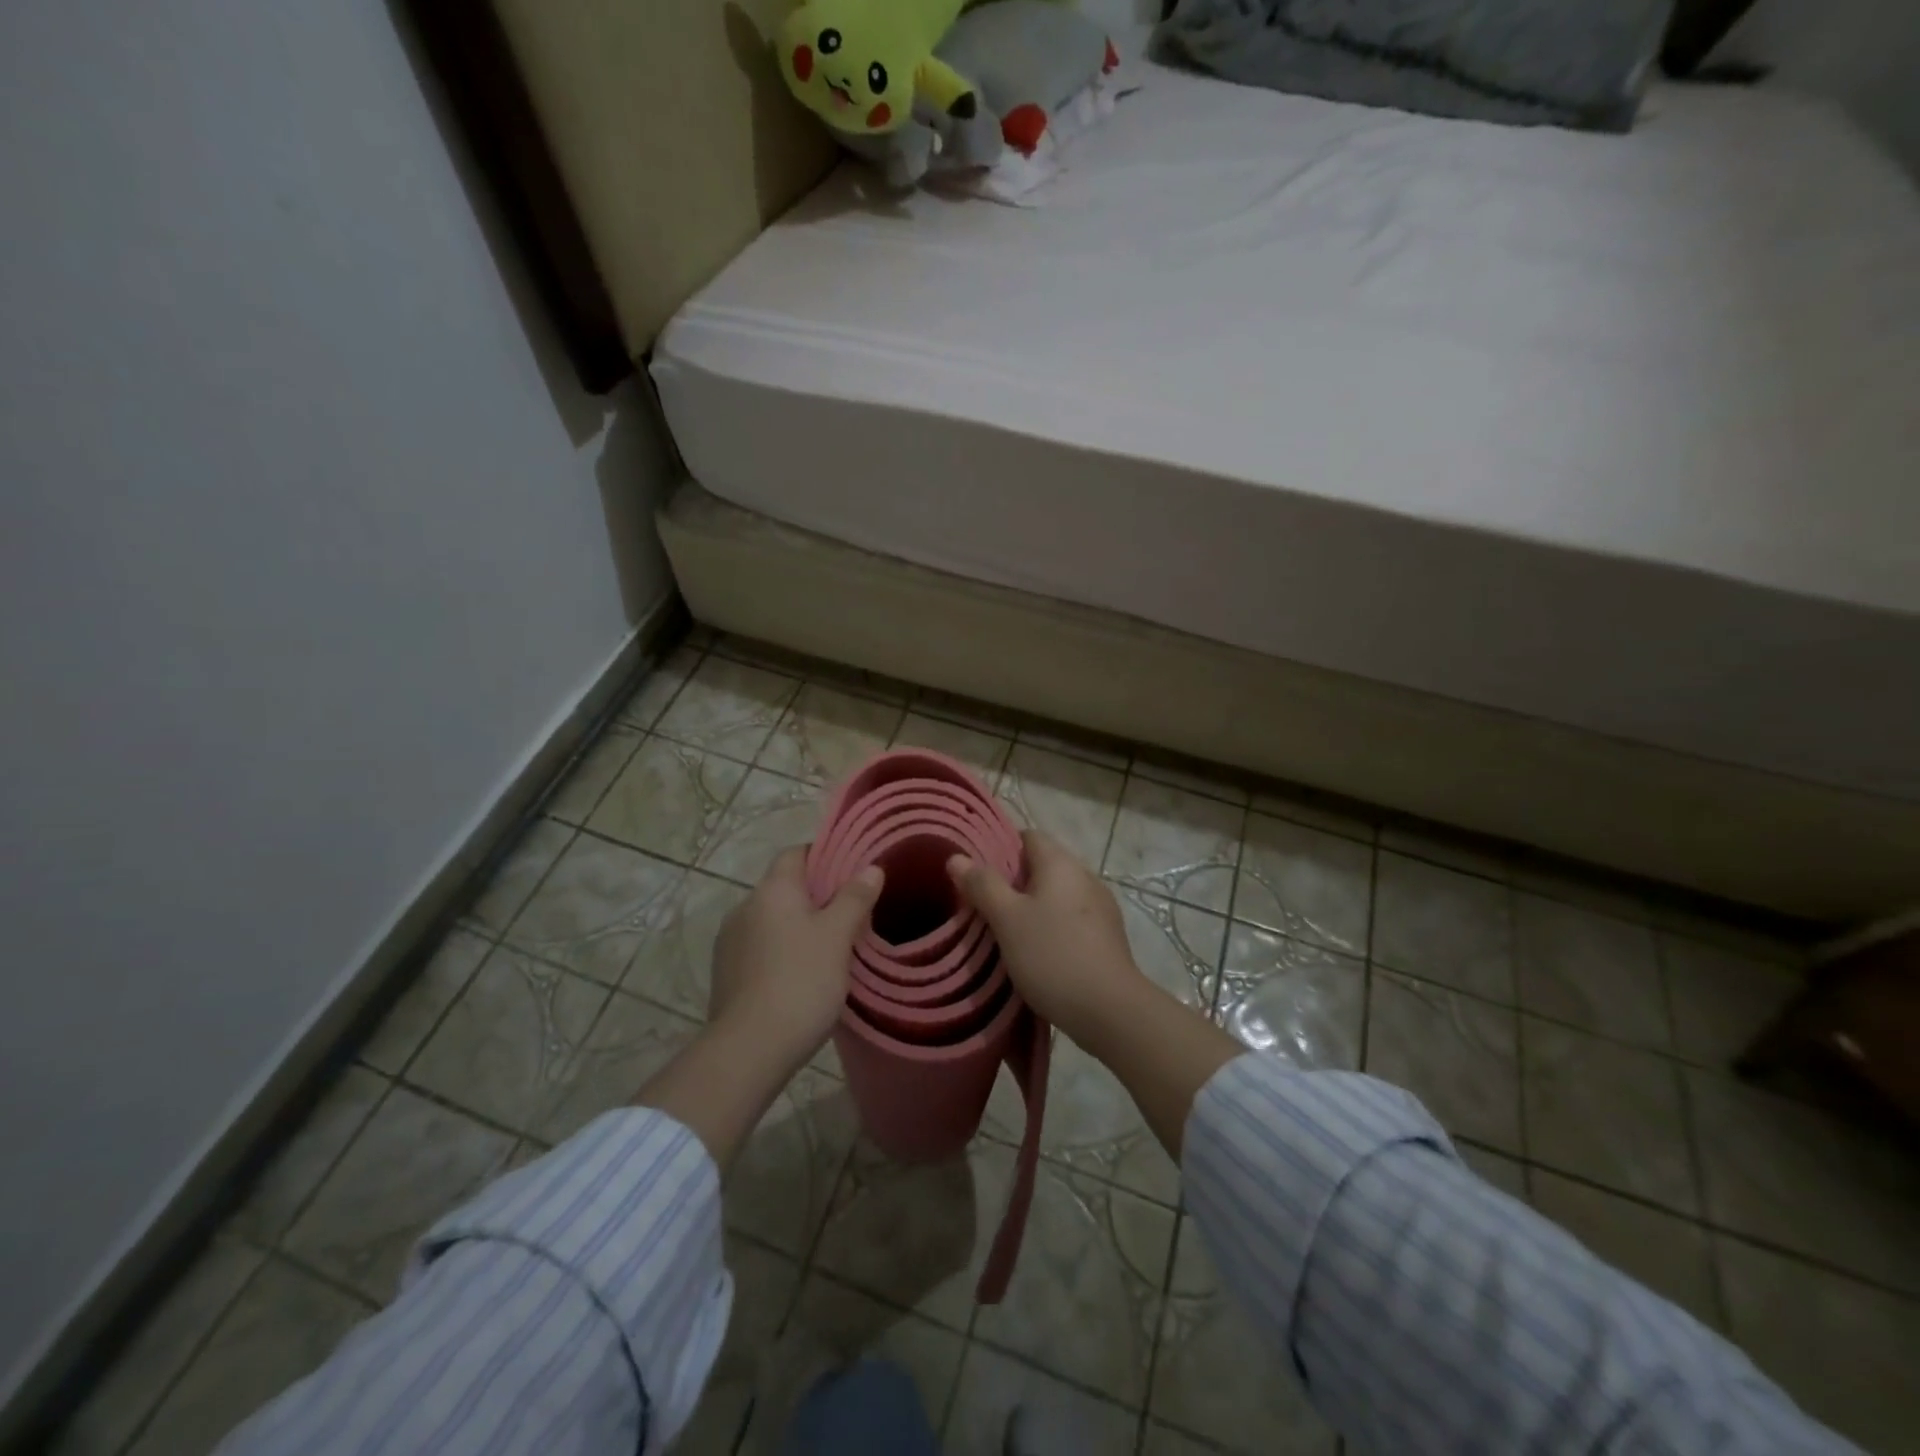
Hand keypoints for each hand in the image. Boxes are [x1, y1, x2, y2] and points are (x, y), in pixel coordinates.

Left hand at [710, 846, 883, 1065]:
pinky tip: (805, 975)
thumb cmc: (800, 982)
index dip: (825, 856)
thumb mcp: (838, 937)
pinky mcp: (726, 973)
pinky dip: (784, 951)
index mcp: (772, 890)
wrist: (749, 1049)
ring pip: (773, 920)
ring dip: (800, 926)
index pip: (796, 853)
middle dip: (817, 896)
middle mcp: (745, 906)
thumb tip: (870, 869)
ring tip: (833, 947)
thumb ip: (854, 899)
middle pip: (785, 887)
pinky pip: (762, 948)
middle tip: (853, 913)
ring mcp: (730, 941)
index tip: (853, 872)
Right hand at [946, 830, 1141, 1041]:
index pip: (1028, 836)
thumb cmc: (1053, 955)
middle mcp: (1085, 876)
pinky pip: (1071, 919)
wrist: (1110, 1010)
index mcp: (1061, 863)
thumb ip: (982, 885)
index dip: (1001, 848)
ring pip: (1057, 895)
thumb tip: (957, 857)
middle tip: (984, 906)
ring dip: (1033, 907)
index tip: (978, 874)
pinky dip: (1052, 927)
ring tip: (1006, 932)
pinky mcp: (1108, 936)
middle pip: (1043, 866)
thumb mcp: (1007, 920)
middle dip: (1013, 882)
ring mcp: (1101, 907)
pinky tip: (1038, 952)